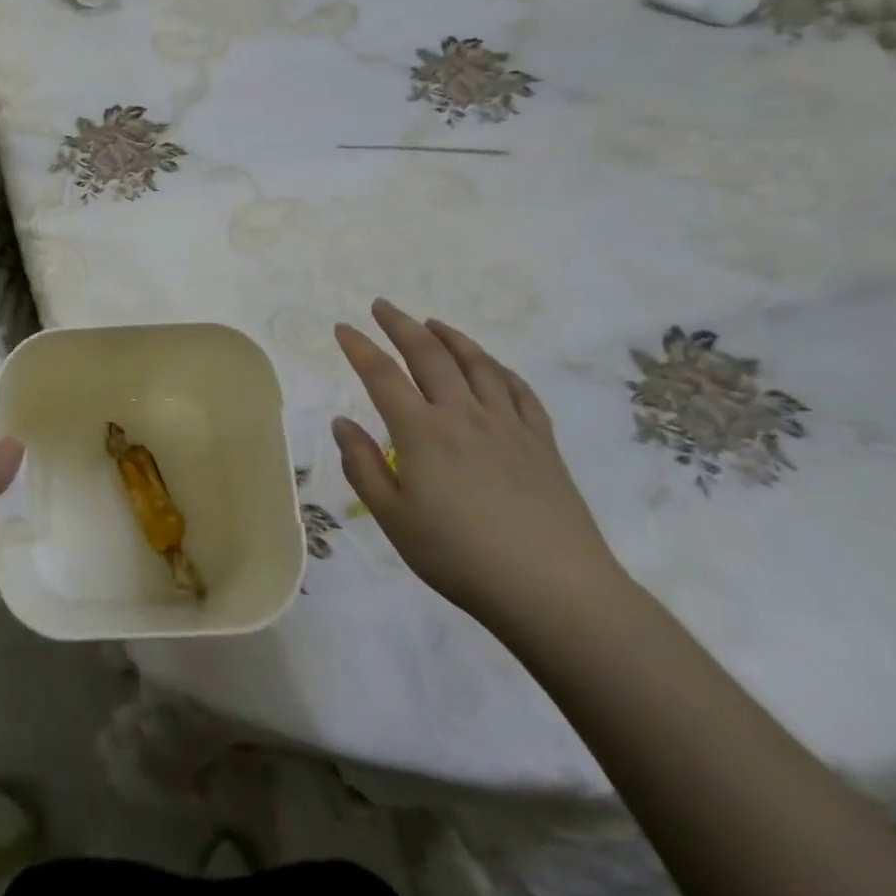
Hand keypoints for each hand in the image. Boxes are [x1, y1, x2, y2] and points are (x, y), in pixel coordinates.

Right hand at [332, 299, 623, 632]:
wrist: (554, 590)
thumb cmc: (460, 557)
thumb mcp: (394, 519)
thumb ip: (363, 466)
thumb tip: (341, 422)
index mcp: (421, 432)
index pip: (382, 375)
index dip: (359, 347)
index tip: (342, 328)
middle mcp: (463, 414)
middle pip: (428, 354)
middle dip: (400, 325)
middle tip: (382, 306)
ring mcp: (507, 423)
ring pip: (476, 363)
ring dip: (449, 336)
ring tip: (432, 323)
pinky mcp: (541, 440)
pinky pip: (518, 389)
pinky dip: (497, 367)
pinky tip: (490, 365)